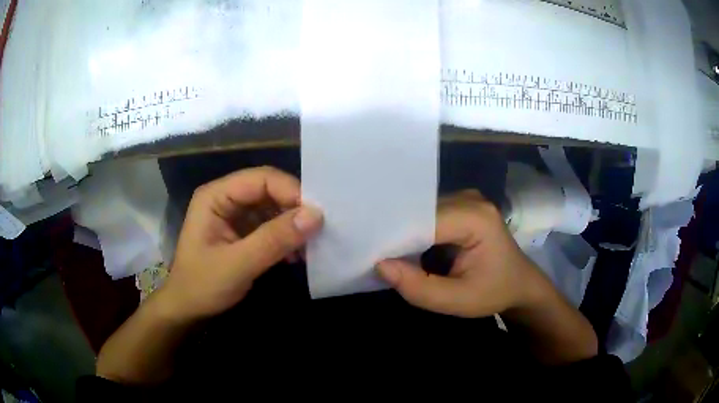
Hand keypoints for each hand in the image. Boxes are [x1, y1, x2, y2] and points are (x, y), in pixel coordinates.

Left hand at [160, 166, 322, 320]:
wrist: (187, 309)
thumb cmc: (202, 286)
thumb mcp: (237, 265)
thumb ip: (274, 240)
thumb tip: (316, 216)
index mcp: (215, 196)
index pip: (260, 178)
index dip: (290, 191)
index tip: (317, 215)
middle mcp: (225, 198)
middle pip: (269, 190)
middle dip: (294, 208)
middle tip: (320, 229)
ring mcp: (234, 215)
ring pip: (272, 207)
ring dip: (293, 224)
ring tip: (312, 244)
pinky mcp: (242, 232)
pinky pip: (271, 225)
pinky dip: (286, 237)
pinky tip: (297, 255)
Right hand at [377, 190, 548, 317]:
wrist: (519, 284)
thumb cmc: (495, 292)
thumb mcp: (458, 301)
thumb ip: (420, 288)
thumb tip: (380, 265)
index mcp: (476, 217)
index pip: (424, 221)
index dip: (396, 239)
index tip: (370, 256)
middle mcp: (469, 199)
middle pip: (420, 212)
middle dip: (396, 235)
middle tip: (371, 254)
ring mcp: (464, 199)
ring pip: (420, 212)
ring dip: (403, 233)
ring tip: (383, 252)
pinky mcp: (459, 206)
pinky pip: (427, 215)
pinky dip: (413, 232)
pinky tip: (403, 248)